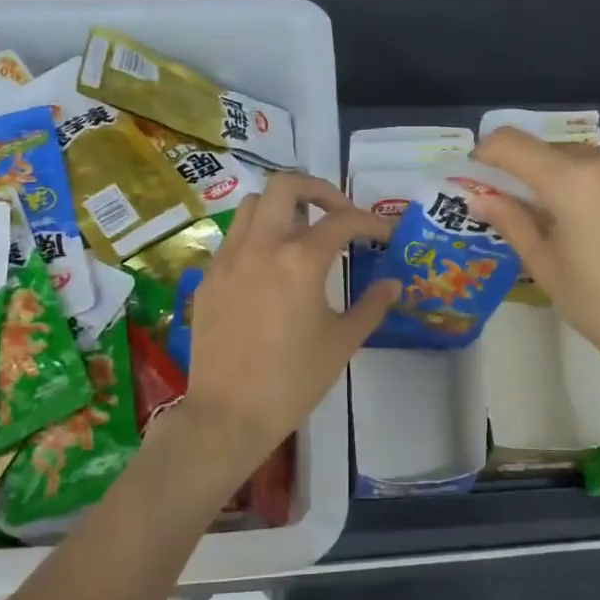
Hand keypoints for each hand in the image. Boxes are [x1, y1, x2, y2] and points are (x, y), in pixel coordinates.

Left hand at [175, 174, 396, 481]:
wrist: (228, 414)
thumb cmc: (293, 380)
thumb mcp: (342, 342)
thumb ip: (371, 306)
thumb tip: (392, 284)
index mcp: (300, 259)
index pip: (342, 221)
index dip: (371, 222)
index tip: (385, 233)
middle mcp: (261, 246)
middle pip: (285, 185)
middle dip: (318, 190)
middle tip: (338, 214)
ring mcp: (228, 259)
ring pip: (252, 206)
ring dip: (282, 208)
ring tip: (302, 235)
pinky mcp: (208, 278)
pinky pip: (233, 239)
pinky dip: (257, 238)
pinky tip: (270, 269)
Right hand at [468, 129, 599, 397]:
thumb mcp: (548, 268)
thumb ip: (513, 222)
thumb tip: (481, 198)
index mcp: (574, 182)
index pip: (512, 144)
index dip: (489, 154)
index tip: (484, 174)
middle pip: (558, 152)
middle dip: (540, 177)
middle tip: (541, 217)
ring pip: (598, 161)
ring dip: (583, 182)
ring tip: (593, 228)